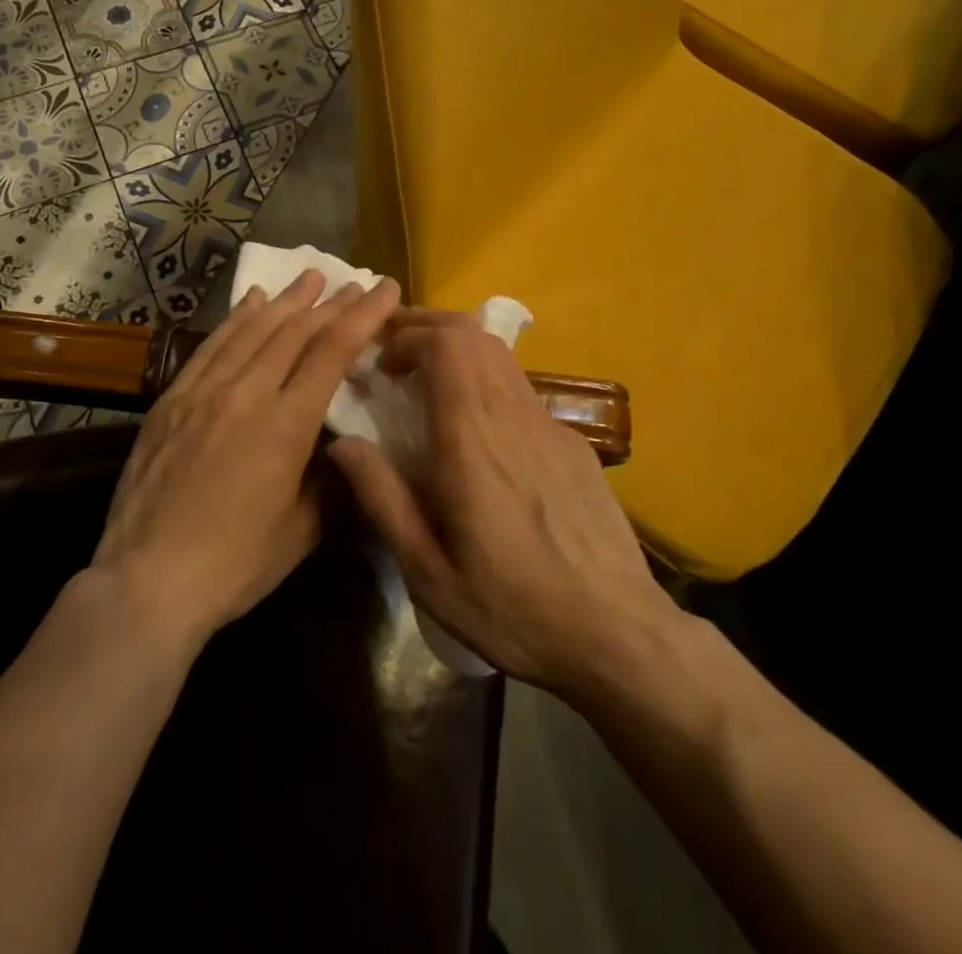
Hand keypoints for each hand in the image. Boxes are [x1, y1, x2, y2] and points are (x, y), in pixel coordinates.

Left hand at [92, 269, 401, 645]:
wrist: (147, 581)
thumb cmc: (235, 564)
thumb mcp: (302, 530)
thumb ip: (327, 481)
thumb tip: (336, 448)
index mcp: (286, 425)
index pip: (332, 352)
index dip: (363, 316)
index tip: (384, 289)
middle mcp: (247, 394)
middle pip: (295, 332)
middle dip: (330, 302)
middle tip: (353, 281)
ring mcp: (204, 391)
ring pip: (253, 330)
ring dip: (286, 300)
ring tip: (309, 277)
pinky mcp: (172, 399)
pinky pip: (212, 346)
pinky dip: (237, 319)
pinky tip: (252, 302)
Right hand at [329, 311, 670, 693]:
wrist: (618, 634)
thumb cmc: (512, 609)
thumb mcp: (428, 572)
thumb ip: (383, 498)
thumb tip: (343, 444)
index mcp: (471, 440)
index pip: (444, 345)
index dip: (406, 337)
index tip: (379, 364)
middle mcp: (512, 416)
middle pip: (471, 334)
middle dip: (426, 326)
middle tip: (393, 350)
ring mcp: (549, 425)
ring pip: (499, 354)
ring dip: (457, 347)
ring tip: (426, 375)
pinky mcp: (572, 442)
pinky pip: (520, 387)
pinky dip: (485, 378)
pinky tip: (476, 422)